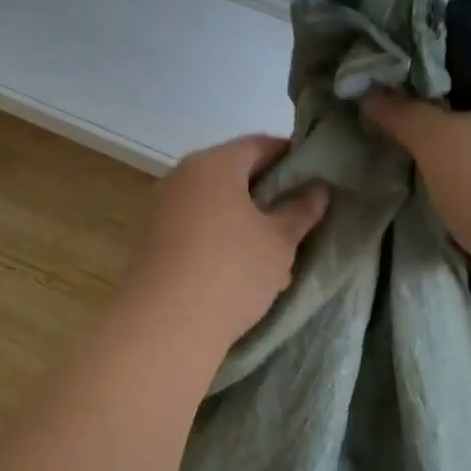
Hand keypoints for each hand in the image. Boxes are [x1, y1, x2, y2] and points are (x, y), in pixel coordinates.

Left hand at [122, 135, 329, 347]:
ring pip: (214, 205)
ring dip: (244, 221)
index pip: (260, 145)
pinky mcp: (152, 242)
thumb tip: (318, 188)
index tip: (316, 178)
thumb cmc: (232, 271)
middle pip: (233, 174)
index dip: (292, 157)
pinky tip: (241, 270)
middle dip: (268, 193)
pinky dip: (221, 239)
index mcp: (214, 164)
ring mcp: (161, 210)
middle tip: (298, 217)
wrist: (165, 326)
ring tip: (274, 251)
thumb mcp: (279, 242)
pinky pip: (196, 229)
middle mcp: (181, 177)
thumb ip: (300, 211)